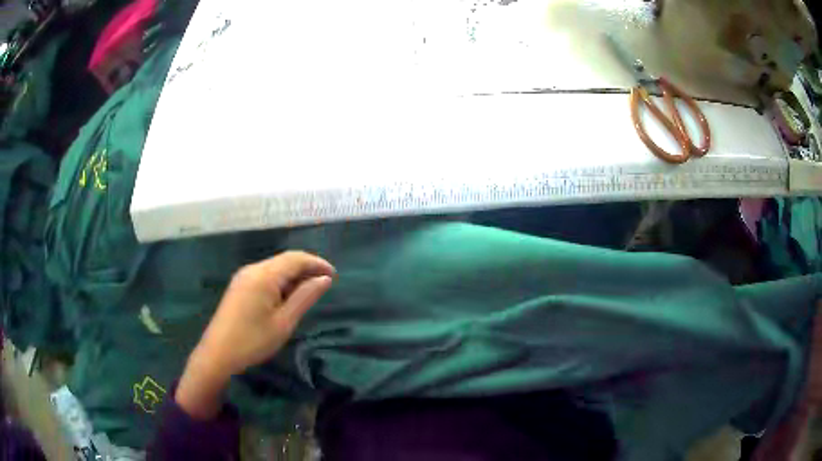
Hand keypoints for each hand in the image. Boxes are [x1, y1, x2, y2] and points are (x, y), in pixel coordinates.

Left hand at [176, 251, 335, 418]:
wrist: (217, 354)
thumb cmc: (253, 341)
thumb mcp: (284, 322)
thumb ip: (305, 297)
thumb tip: (325, 279)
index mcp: (264, 275)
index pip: (295, 258)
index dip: (317, 263)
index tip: (335, 275)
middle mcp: (252, 269)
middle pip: (285, 260)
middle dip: (306, 269)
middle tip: (325, 285)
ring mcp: (243, 277)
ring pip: (274, 268)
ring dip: (293, 276)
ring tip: (309, 293)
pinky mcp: (239, 286)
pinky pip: (265, 276)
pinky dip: (280, 282)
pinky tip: (287, 297)